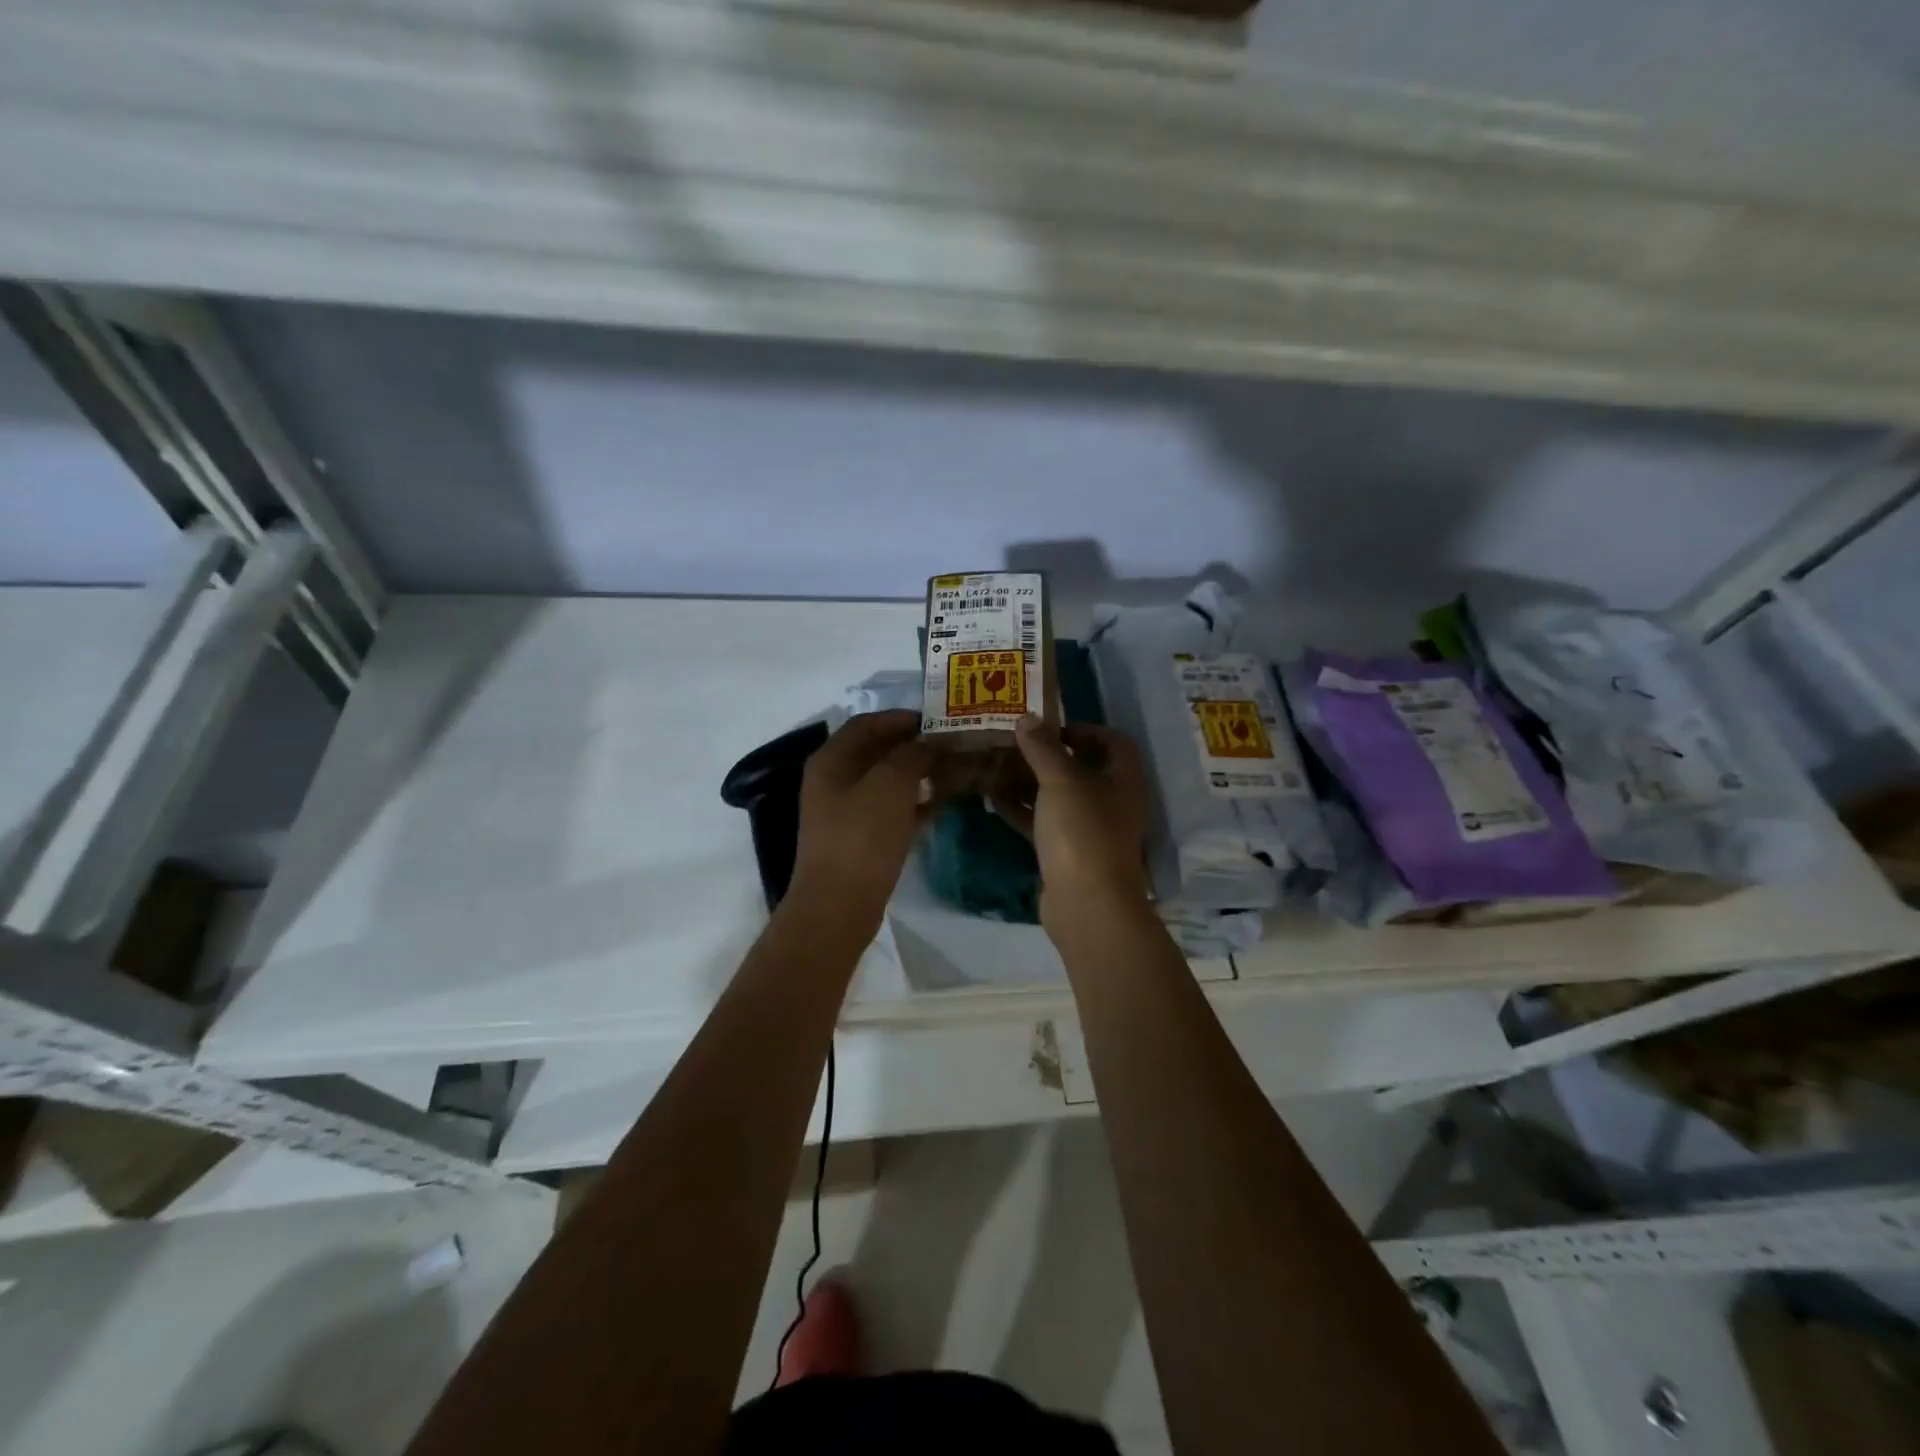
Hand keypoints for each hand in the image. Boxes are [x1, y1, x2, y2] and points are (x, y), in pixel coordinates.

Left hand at [791, 710, 934, 926]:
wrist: (839, 905)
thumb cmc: (862, 836)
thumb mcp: (891, 785)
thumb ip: (912, 755)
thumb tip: (928, 742)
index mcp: (832, 759)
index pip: (867, 723)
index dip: (901, 718)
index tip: (937, 720)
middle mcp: (833, 780)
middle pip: (876, 752)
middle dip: (913, 747)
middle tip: (950, 746)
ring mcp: (843, 811)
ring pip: (885, 782)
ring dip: (916, 775)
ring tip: (952, 772)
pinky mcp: (857, 839)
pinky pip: (888, 810)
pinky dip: (912, 803)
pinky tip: (940, 805)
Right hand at [999, 716, 1150, 913]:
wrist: (1086, 904)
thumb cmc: (1082, 832)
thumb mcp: (1060, 781)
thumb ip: (1042, 748)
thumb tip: (1026, 717)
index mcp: (1123, 780)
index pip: (1114, 742)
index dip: (1086, 730)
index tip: (1051, 727)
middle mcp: (1111, 803)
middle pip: (1083, 769)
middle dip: (1049, 756)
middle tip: (1016, 744)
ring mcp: (1089, 831)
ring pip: (1059, 798)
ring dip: (1031, 783)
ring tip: (998, 766)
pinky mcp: (1067, 854)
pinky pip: (1044, 824)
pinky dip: (1022, 811)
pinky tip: (993, 800)